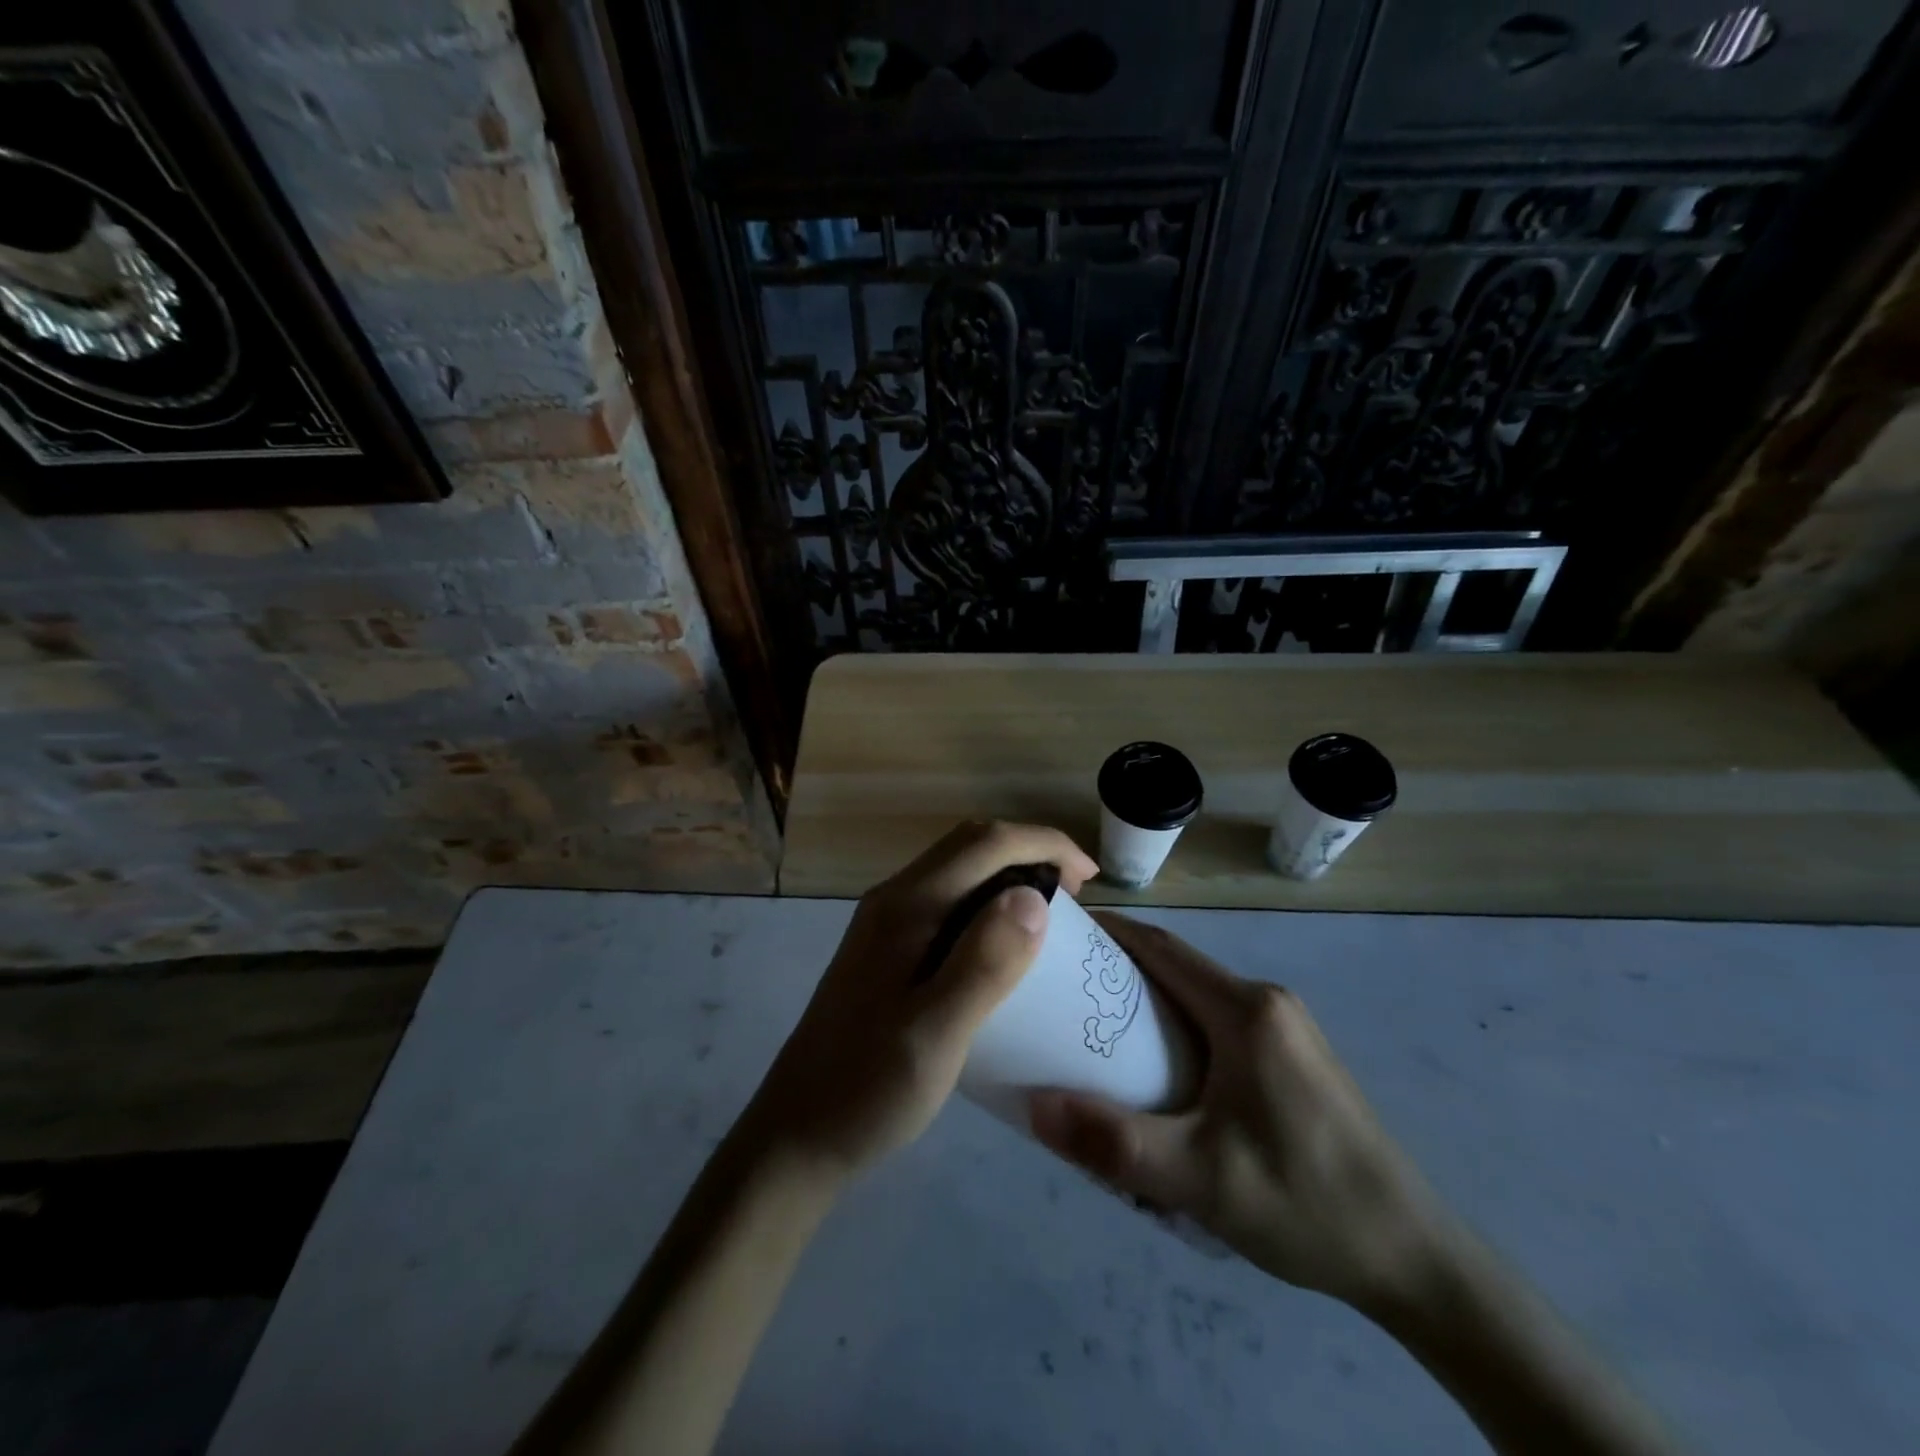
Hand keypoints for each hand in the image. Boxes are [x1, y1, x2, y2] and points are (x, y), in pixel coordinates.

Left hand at [743, 820, 1098, 1183]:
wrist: (797, 1133)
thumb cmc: (869, 1089)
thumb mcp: (935, 1034)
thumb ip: (983, 963)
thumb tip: (1033, 895)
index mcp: (907, 906)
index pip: (986, 843)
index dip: (1045, 845)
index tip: (1089, 880)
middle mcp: (894, 899)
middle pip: (971, 844)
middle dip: (1030, 852)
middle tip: (1076, 896)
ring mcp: (886, 922)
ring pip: (958, 869)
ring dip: (1009, 874)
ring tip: (1050, 916)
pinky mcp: (886, 948)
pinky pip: (948, 899)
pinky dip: (987, 902)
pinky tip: (1004, 946)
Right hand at [1029, 915, 1447, 1312]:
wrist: (1414, 1259)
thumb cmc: (1305, 1204)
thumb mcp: (1199, 1180)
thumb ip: (1113, 1142)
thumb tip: (1032, 1107)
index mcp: (1247, 1010)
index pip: (1162, 948)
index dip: (1109, 933)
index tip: (1061, 936)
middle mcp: (1268, 1003)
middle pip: (1178, 969)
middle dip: (1119, 972)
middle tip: (1064, 997)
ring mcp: (1287, 1029)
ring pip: (1199, 997)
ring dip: (1148, 1005)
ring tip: (1097, 1036)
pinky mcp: (1294, 1057)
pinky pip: (1220, 1023)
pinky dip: (1178, 1030)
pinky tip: (1158, 1075)